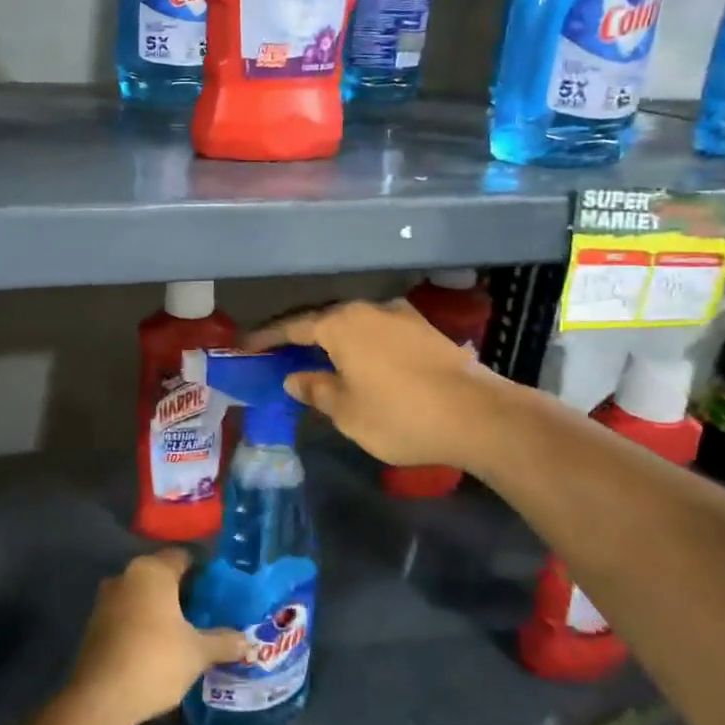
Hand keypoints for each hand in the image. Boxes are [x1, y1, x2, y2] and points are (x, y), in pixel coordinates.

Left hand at [70, 549, 243, 724]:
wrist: (100, 698)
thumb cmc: (154, 661)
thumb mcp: (197, 652)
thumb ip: (224, 641)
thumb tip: (248, 641)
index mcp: (152, 571)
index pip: (183, 557)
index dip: (204, 571)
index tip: (220, 590)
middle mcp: (126, 575)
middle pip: (162, 575)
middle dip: (183, 591)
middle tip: (207, 612)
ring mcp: (106, 599)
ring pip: (143, 595)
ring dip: (162, 608)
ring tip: (186, 631)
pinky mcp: (95, 624)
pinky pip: (127, 613)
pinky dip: (143, 622)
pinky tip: (159, 646)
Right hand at [246, 299, 500, 469]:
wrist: (479, 415)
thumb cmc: (400, 414)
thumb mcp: (348, 411)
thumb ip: (317, 390)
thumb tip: (296, 377)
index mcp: (342, 324)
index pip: (294, 326)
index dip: (267, 337)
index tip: (245, 344)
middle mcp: (370, 309)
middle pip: (325, 320)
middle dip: (301, 337)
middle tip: (280, 354)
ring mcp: (402, 316)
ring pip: (355, 326)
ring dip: (334, 342)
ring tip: (320, 360)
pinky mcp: (426, 331)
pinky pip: (379, 333)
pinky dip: (362, 346)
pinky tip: (361, 365)